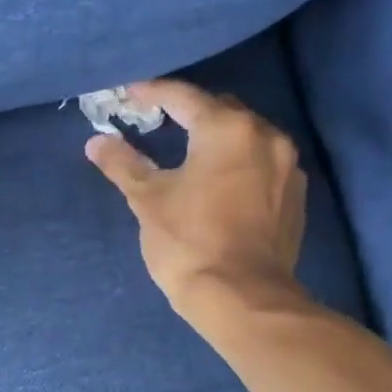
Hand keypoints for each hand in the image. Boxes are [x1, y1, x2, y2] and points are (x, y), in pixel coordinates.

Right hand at [85, 79, 312, 328]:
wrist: (242, 298)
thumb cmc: (189, 243)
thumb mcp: (148, 201)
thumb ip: (124, 164)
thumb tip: (97, 143)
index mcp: (227, 129)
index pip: (184, 97)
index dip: (153, 92)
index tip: (129, 94)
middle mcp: (266, 136)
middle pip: (221, 111)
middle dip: (189, 113)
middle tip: (158, 122)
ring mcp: (288, 167)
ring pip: (246, 137)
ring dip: (217, 139)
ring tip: (190, 152)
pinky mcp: (295, 196)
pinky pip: (263, 164)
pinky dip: (238, 164)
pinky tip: (220, 182)